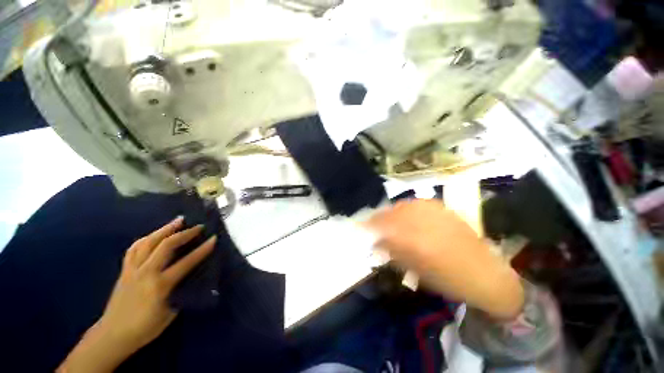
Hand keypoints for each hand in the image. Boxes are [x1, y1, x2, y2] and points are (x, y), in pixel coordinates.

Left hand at [58, 217, 215, 372]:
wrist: (113, 335)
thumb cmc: (145, 328)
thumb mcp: (170, 313)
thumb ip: (181, 291)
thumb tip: (192, 277)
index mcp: (160, 285)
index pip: (186, 262)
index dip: (202, 250)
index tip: (214, 238)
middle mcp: (146, 273)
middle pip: (165, 245)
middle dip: (184, 233)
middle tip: (198, 226)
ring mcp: (132, 270)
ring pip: (148, 242)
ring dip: (165, 229)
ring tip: (177, 220)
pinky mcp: (124, 270)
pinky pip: (134, 249)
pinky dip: (146, 238)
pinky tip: (153, 235)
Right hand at [366, 200, 523, 319]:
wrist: (486, 274)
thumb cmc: (448, 280)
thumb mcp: (415, 270)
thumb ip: (393, 253)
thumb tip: (376, 242)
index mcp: (414, 240)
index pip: (383, 227)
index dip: (369, 225)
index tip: (360, 226)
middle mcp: (422, 221)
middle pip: (391, 213)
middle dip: (378, 218)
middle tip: (372, 223)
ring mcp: (433, 212)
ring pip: (402, 206)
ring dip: (391, 212)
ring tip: (388, 219)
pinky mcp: (442, 209)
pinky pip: (416, 204)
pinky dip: (406, 208)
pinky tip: (405, 214)